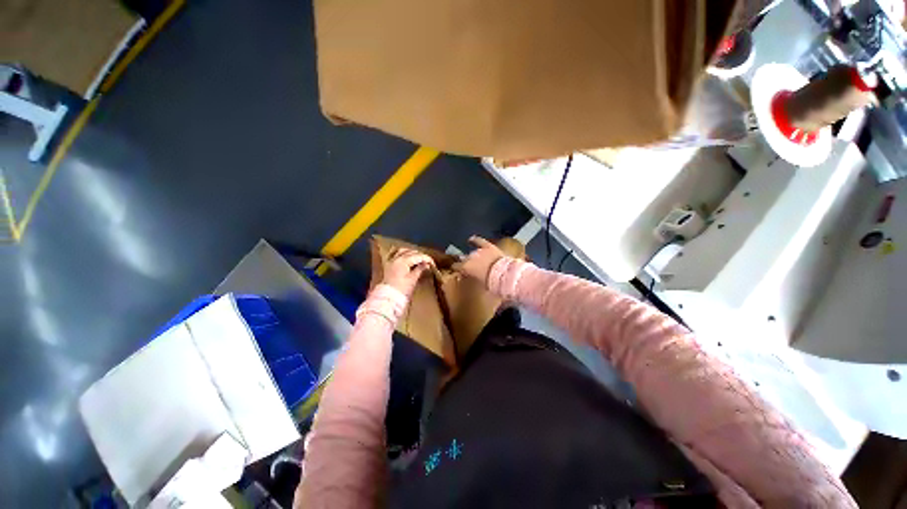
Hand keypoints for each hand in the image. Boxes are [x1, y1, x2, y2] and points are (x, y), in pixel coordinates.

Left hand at [382, 247, 434, 297]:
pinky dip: (401, 253)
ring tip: (418, 258)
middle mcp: (396, 258)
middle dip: (420, 256)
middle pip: (411, 252)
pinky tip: (405, 255)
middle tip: (427, 262)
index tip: (432, 263)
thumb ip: (420, 269)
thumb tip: (427, 264)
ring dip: (411, 253)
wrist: (389, 298)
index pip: (418, 256)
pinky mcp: (388, 265)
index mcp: (403, 261)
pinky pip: (394, 254)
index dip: (427, 259)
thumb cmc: (402, 289)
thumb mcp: (413, 279)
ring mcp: (391, 261)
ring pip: (403, 251)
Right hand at [453, 236, 505, 284]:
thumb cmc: (491, 282)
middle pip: (465, 258)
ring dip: (474, 256)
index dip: (457, 268)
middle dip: (467, 262)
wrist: (504, 274)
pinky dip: (475, 240)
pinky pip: (480, 241)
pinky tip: (471, 239)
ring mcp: (479, 251)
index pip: (456, 266)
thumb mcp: (479, 283)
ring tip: (476, 259)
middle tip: (471, 267)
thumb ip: (472, 277)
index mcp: (466, 267)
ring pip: (473, 252)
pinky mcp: (488, 247)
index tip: (458, 270)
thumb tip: (469, 276)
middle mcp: (470, 257)